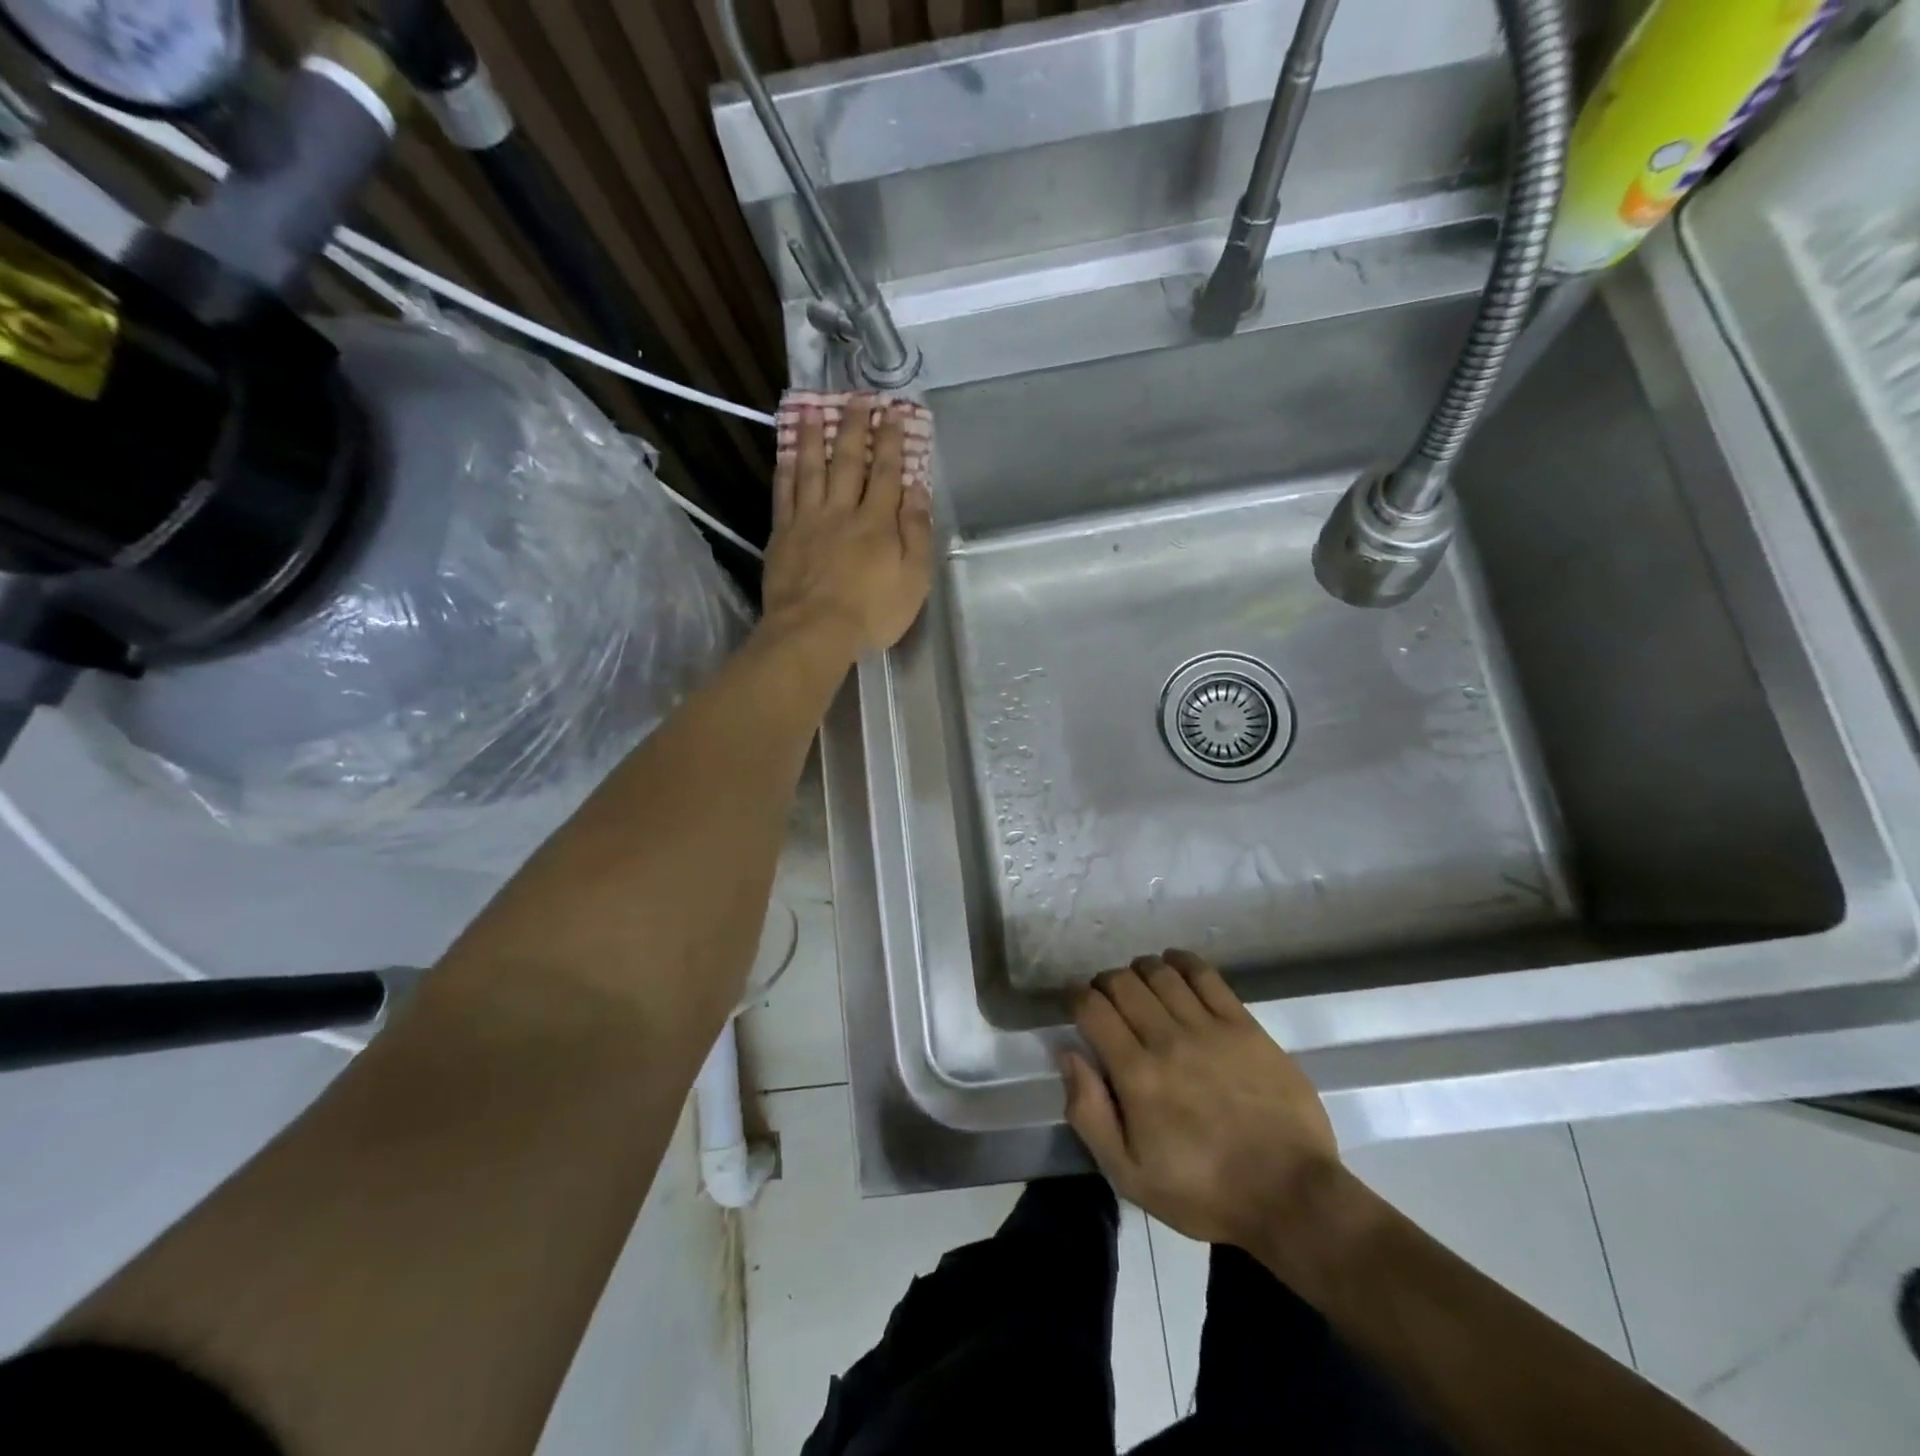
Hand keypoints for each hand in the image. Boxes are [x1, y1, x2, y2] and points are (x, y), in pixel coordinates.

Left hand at [762, 400, 933, 656]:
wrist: (813, 631)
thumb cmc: (872, 612)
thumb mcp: (913, 578)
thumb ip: (916, 532)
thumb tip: (917, 490)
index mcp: (877, 522)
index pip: (886, 472)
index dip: (890, 441)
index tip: (893, 412)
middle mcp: (842, 511)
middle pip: (847, 461)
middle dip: (854, 427)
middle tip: (856, 398)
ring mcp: (808, 520)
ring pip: (811, 469)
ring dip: (814, 437)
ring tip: (814, 409)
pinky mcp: (783, 535)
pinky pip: (784, 493)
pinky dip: (786, 469)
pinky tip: (787, 453)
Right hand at [1063, 950, 1340, 1250]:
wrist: (1291, 1196)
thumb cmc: (1204, 1192)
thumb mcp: (1129, 1174)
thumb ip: (1089, 1113)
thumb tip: (1069, 1055)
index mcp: (1136, 1075)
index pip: (1092, 1009)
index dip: (1076, 998)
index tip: (1075, 1005)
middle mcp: (1167, 1040)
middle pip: (1123, 983)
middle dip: (1105, 984)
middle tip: (1107, 1001)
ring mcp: (1209, 1028)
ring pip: (1160, 973)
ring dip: (1140, 972)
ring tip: (1140, 987)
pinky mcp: (1244, 1025)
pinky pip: (1205, 976)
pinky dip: (1182, 962)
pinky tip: (1174, 966)